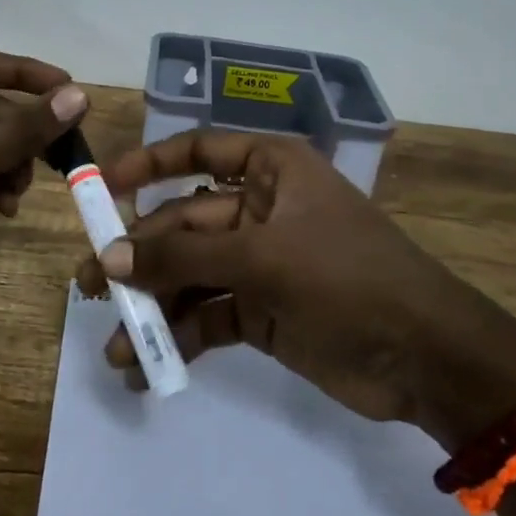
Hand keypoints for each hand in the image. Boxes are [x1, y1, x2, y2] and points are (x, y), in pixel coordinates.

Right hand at [76, 131, 515, 446]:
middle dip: (139, 256)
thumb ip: (184, 257)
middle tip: (88, 286)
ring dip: (153, 307)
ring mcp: (260, 262)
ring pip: (191, 275)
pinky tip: (145, 366)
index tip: (102, 188)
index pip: (200, 150)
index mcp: (272, 170)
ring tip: (116, 344)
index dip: (148, 165)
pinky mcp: (261, 311)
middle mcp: (261, 209)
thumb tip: (108, 259)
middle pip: (184, 223)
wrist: (427, 357)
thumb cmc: (348, 278)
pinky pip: (207, 316)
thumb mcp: (264, 258)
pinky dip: (179, 338)